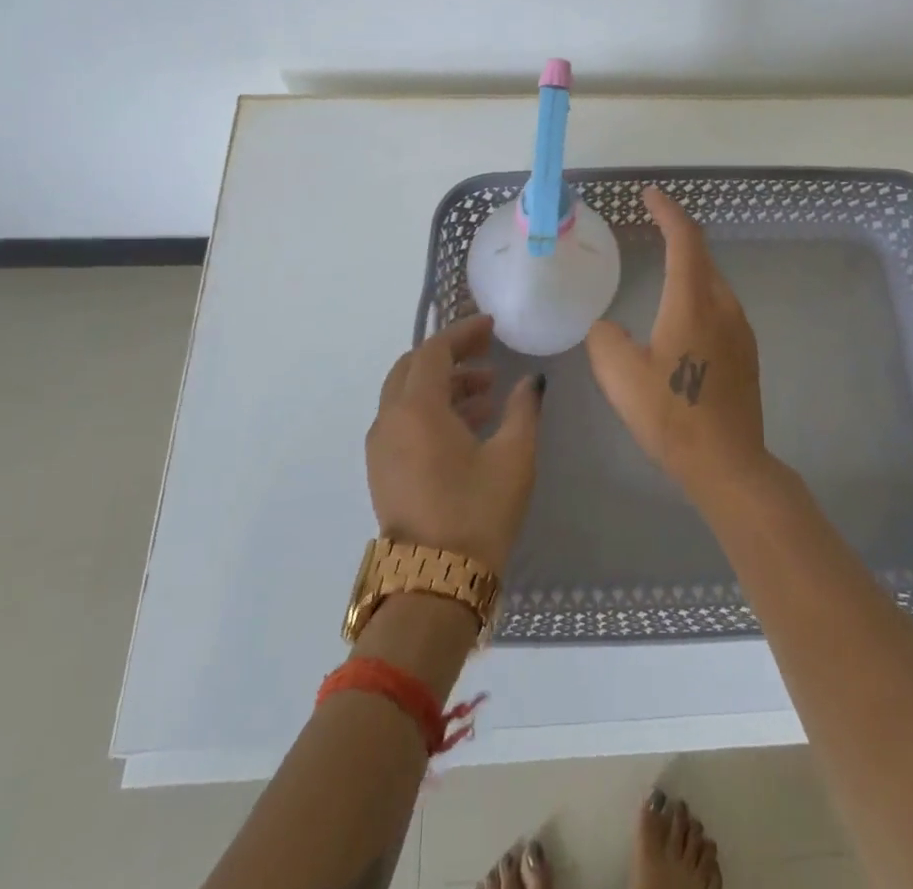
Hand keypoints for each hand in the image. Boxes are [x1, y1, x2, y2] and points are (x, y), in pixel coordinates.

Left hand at [365, 313, 542, 574]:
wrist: (434, 584)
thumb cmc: (478, 512)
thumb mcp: (514, 456)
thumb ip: (524, 408)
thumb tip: (531, 381)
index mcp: (416, 408)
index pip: (433, 351)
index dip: (463, 333)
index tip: (491, 327)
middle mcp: (389, 420)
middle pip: (412, 367)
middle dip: (449, 355)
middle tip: (486, 353)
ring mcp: (380, 447)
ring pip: (406, 395)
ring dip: (443, 384)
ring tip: (487, 392)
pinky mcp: (382, 470)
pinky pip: (403, 421)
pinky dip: (431, 409)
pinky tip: (468, 424)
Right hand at [585, 186, 767, 498]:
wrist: (729, 464)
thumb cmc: (671, 416)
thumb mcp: (619, 376)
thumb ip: (604, 339)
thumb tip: (608, 327)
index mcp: (693, 303)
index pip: (684, 240)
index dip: (668, 211)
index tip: (651, 194)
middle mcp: (723, 307)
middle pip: (702, 256)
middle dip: (678, 234)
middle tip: (653, 225)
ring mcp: (740, 331)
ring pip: (713, 283)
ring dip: (689, 266)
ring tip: (663, 269)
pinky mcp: (746, 353)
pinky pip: (719, 307)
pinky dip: (698, 294)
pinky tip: (681, 318)